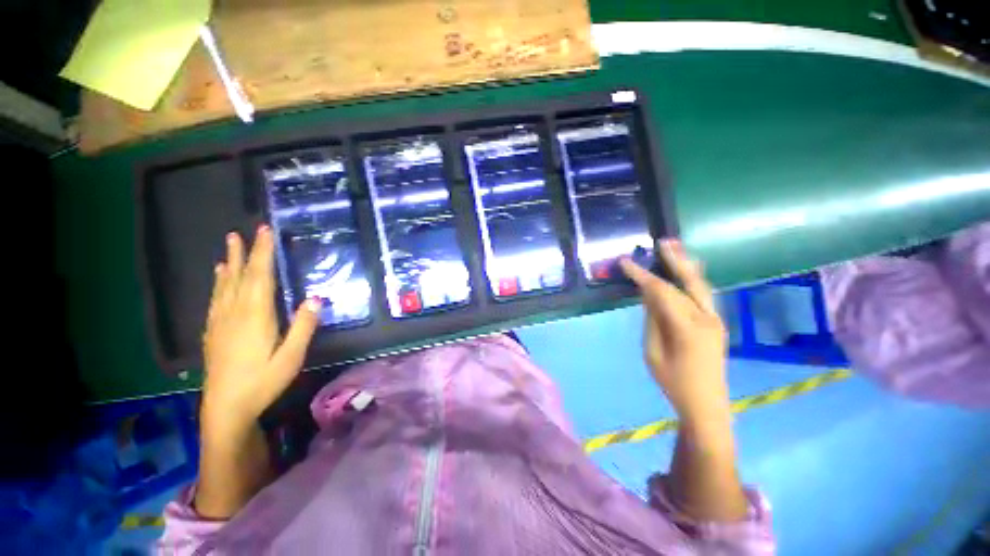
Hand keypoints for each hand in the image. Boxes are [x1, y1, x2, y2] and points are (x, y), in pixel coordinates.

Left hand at [202, 225, 321, 432]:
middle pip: (240, 277)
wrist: (225, 408)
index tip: (265, 232)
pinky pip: (216, 299)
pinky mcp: (213, 331)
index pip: (260, 277)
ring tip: (230, 245)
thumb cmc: (262, 382)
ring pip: (225, 285)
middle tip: (244, 231)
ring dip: (229, 263)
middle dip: (245, 253)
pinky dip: (219, 283)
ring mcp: (220, 322)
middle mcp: (235, 313)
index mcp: (255, 317)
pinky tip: (219, 277)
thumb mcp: (291, 358)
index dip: (263, 253)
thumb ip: (303, 327)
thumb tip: (316, 298)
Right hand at [620, 240, 729, 424]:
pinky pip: (703, 295)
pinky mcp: (716, 323)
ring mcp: (716, 320)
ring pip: (700, 285)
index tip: (625, 262)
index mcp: (687, 328)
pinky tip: (686, 270)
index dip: (641, 275)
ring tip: (675, 247)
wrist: (707, 405)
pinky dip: (692, 280)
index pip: (662, 292)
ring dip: (686, 266)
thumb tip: (646, 294)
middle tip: (664, 241)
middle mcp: (707, 318)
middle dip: (675, 260)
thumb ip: (652, 319)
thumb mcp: (653, 351)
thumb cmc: (673, 382)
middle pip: (689, 281)